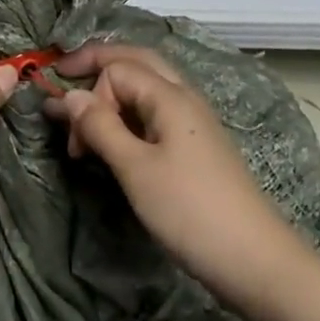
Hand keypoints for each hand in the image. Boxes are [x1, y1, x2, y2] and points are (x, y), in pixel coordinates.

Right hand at [45, 43, 312, 320]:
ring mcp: (193, 121)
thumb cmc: (190, 211)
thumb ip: (101, 127)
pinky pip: (155, 112)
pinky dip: (129, 115)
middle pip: (137, 61)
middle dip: (99, 63)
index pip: (118, 70)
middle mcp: (184, 98)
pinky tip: (116, 138)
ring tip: (85, 116)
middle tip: (65, 72)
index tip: (73, 140)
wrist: (254, 259)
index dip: (89, 94)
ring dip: (113, 92)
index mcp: (171, 96)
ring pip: (147, 86)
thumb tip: (70, 96)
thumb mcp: (136, 169)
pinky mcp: (195, 146)